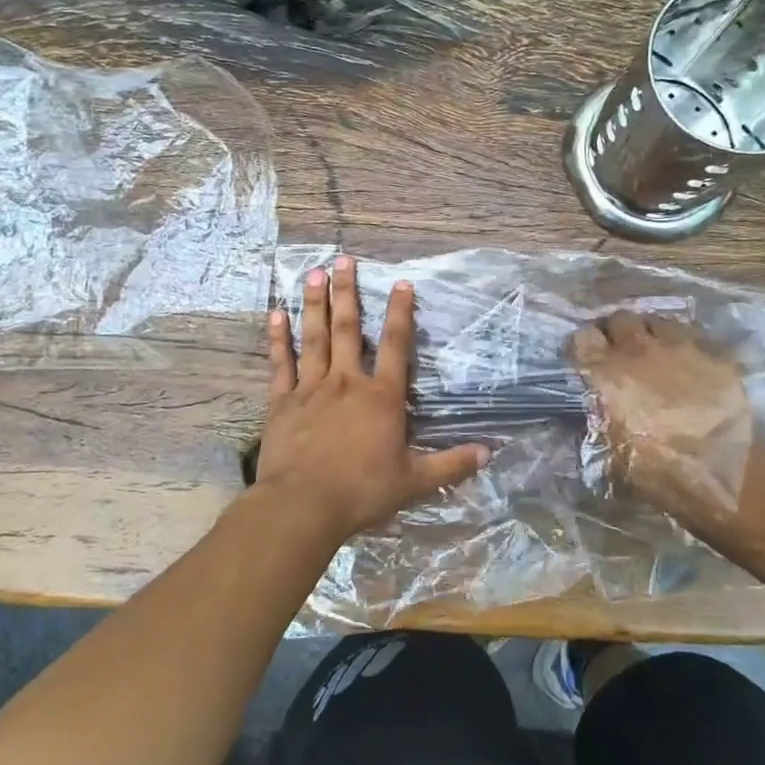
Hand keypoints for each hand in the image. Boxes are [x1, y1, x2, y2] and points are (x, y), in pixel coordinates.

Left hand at [256, 256, 489, 542]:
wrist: (304, 505)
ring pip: (314, 337)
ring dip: (315, 304)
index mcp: (381, 397)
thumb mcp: (414, 481)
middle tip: (343, 260)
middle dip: (348, 292)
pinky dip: (278, 339)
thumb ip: (451, 465)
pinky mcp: (282, 402)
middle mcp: (346, 382)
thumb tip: (489, 453)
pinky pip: (281, 363)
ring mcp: (311, 388)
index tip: (401, 283)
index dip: (400, 313)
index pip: (395, 345)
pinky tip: (275, 315)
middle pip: (348, 329)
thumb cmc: (362, 492)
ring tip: (314, 273)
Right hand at [569, 311, 764, 558]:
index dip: (583, 346)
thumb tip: (585, 416)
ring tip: (654, 352)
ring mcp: (679, 348)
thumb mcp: (606, 456)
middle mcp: (638, 350)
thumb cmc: (655, 470)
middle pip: (620, 319)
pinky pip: (691, 337)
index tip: (586, 358)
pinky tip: (686, 364)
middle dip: (616, 331)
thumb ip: (590, 426)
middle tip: (620, 351)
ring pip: (656, 321)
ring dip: (649, 333)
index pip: (582, 337)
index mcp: (605, 373)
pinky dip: (683, 346)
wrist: (720, 473)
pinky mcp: (712, 355)